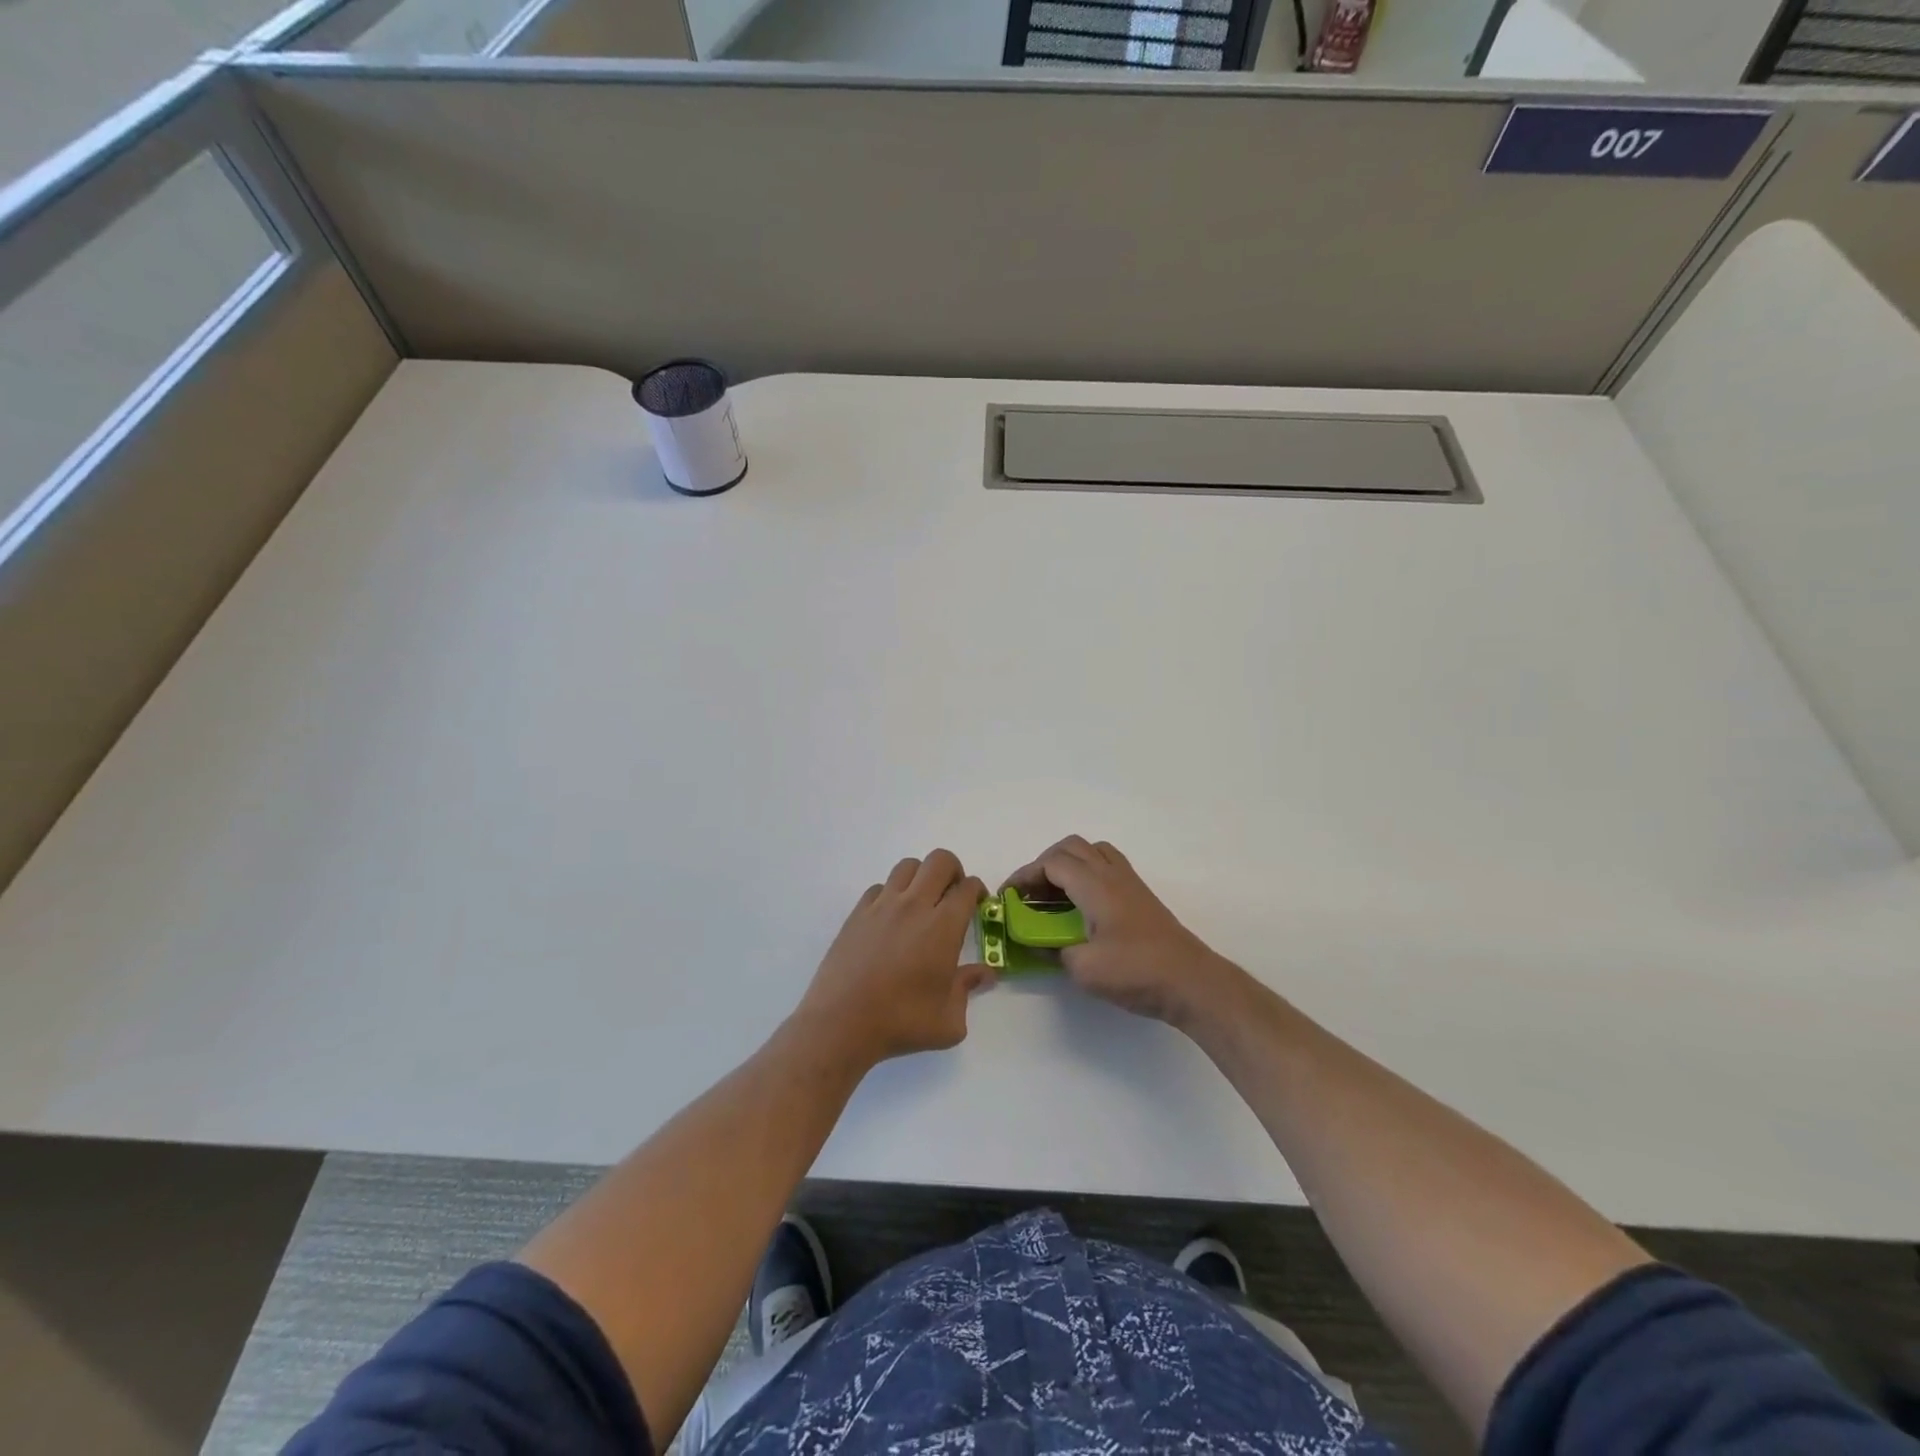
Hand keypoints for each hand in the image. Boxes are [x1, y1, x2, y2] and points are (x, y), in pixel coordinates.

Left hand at [794, 850, 993, 1069]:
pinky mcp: (858, 913)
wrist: (842, 1022)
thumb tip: (986, 973)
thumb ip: (968, 988)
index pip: (968, 888)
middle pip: (939, 861)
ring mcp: (883, 905)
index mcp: (943, 927)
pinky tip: (891, 918)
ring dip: (922, 877)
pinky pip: (879, 887)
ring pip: (908, 866)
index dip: (978, 891)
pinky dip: (891, 893)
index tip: (978, 905)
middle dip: (954, 872)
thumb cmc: (901, 1022)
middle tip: (953, 896)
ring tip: (922, 902)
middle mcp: (915, 905)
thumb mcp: (948, 1020)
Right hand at [1005, 835, 1247, 1029]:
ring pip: (1092, 851)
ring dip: (1067, 864)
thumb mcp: (1083, 969)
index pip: (1051, 863)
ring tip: (1054, 895)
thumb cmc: (1136, 972)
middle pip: (1071, 847)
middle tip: (1029, 894)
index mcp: (1095, 886)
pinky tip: (1082, 906)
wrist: (1191, 981)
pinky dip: (1087, 873)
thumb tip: (1037, 943)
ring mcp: (1130, 883)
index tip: (1007, 898)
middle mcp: (1112, 874)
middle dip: (1043, 864)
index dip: (1024, 876)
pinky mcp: (1141, 896)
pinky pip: (1107, 866)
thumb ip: (1053, 950)